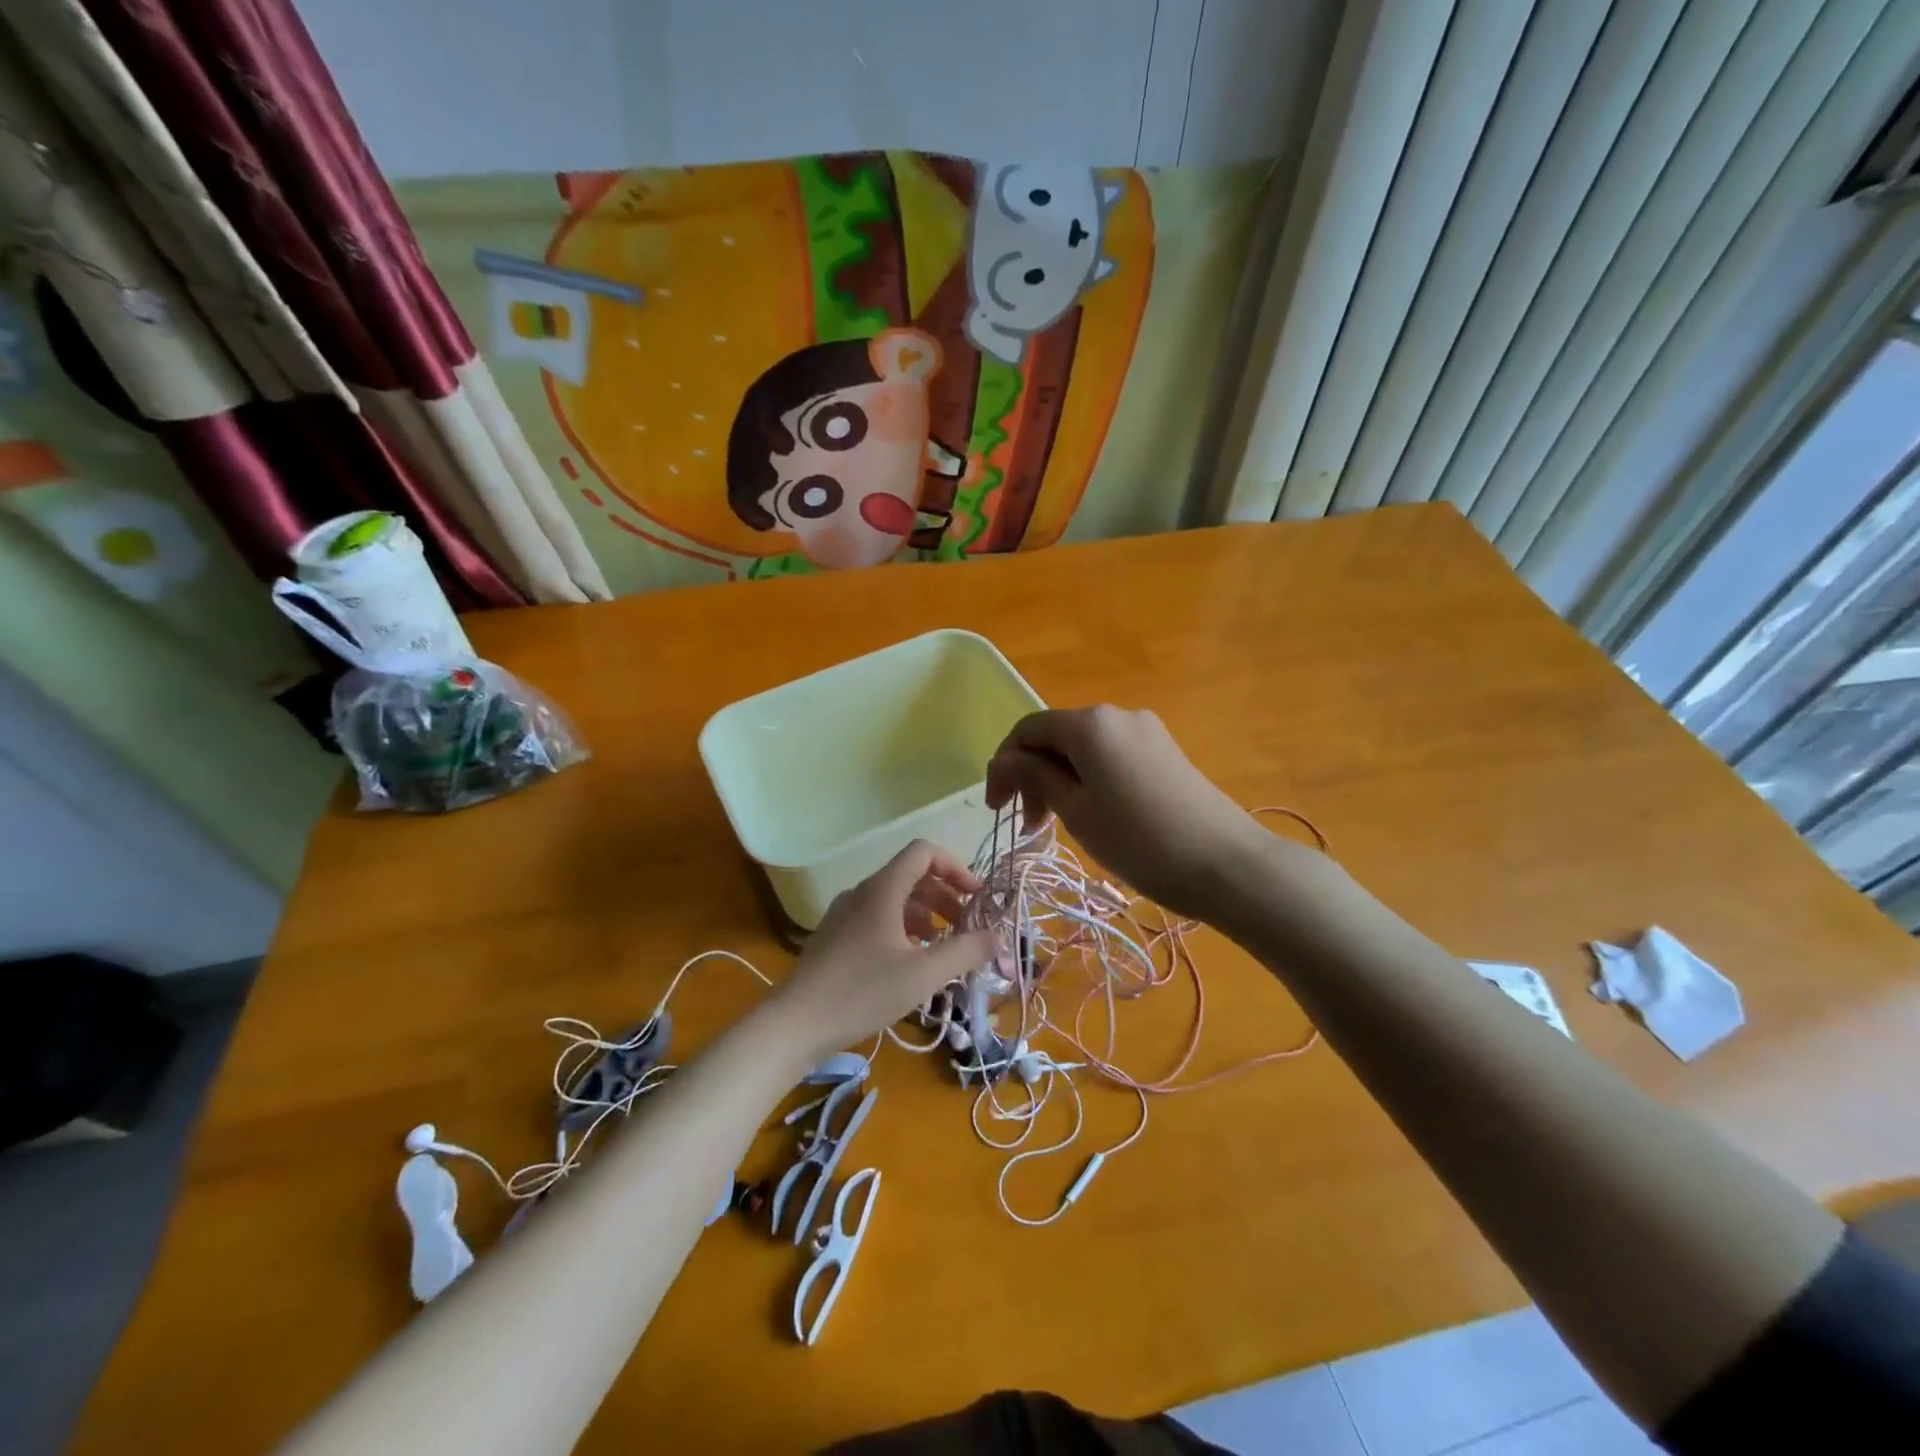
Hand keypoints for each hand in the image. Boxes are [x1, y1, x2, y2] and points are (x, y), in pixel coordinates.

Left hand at [768, 840, 995, 1059]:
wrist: (795, 1023)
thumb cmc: (862, 992)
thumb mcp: (923, 974)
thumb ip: (964, 951)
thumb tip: (997, 936)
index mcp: (883, 889)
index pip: (924, 852)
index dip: (956, 867)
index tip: (977, 898)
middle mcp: (863, 892)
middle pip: (913, 876)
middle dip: (947, 897)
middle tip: (968, 928)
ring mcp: (846, 914)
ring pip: (896, 900)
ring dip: (927, 916)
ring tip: (945, 949)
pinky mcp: (837, 937)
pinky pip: (879, 919)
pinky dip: (904, 930)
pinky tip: (912, 963)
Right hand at [984, 706, 1264, 920]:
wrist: (1227, 864)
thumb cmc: (1138, 839)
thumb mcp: (1075, 810)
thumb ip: (1034, 777)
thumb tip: (1005, 760)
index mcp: (1090, 723)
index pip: (1027, 729)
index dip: (1003, 765)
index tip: (996, 809)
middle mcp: (1117, 715)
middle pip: (1056, 737)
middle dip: (1032, 776)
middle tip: (1030, 826)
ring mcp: (1146, 732)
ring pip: (1084, 750)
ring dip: (1060, 781)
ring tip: (1058, 825)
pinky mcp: (1165, 752)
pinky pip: (1111, 758)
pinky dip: (1089, 781)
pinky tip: (1094, 815)